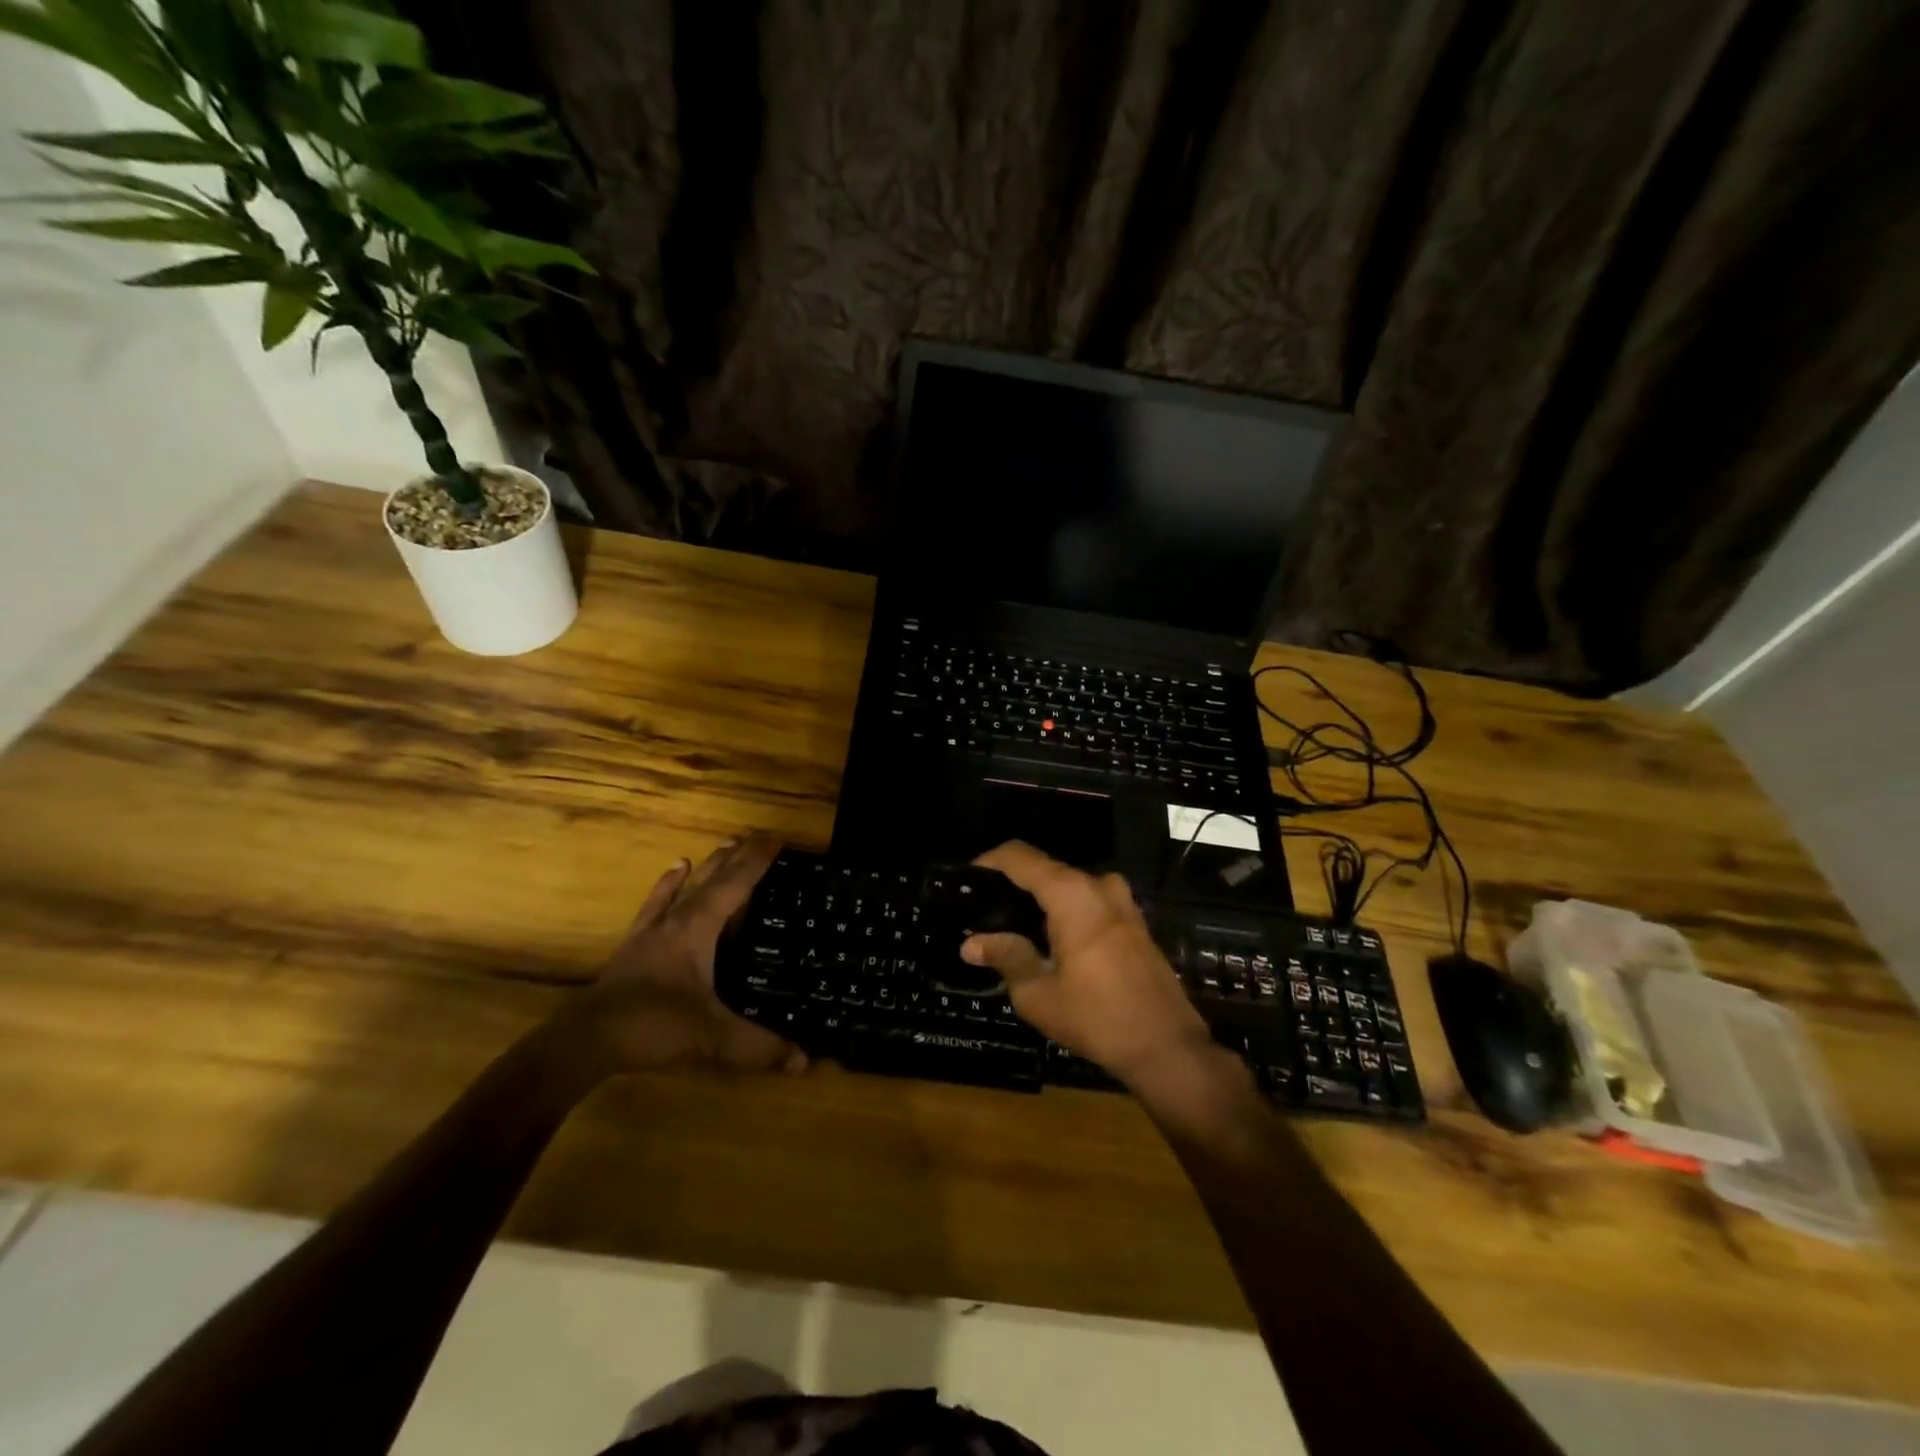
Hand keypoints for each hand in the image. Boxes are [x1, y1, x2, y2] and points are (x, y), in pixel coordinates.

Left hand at [549, 834, 806, 1076]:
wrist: (585, 1040)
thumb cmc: (652, 1025)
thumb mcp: (711, 1037)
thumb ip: (758, 1046)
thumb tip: (804, 1060)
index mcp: (697, 929)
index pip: (734, 885)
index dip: (757, 861)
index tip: (778, 839)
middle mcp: (676, 920)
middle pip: (711, 878)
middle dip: (737, 857)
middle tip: (759, 837)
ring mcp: (652, 931)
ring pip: (685, 886)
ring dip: (708, 865)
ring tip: (724, 844)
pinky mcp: (635, 946)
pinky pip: (656, 904)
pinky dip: (668, 885)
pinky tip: (674, 869)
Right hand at [961, 841, 1213, 1087]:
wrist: (1166, 1045)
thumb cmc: (1097, 1017)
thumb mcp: (1039, 993)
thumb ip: (1005, 957)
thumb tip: (971, 944)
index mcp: (1072, 894)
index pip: (1020, 857)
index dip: (989, 861)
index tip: (967, 880)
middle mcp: (1098, 885)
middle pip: (1045, 870)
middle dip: (1013, 886)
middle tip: (985, 913)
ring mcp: (1122, 901)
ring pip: (1069, 887)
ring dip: (1041, 902)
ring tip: (1013, 929)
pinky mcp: (1134, 921)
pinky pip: (1089, 903)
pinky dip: (1065, 913)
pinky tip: (1049, 942)